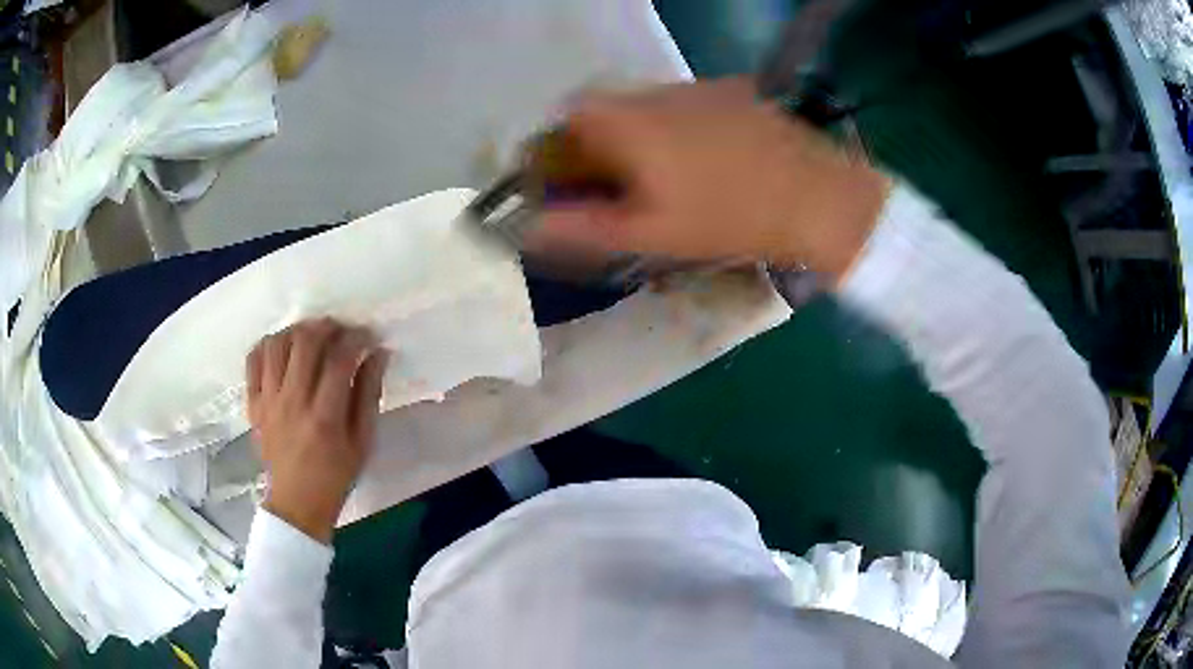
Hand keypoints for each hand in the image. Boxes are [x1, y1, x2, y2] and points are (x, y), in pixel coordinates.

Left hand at [246, 319, 387, 543]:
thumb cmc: (336, 475)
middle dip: (327, 327)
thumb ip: (369, 395)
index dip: (357, 339)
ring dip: (297, 331)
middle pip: (305, 342)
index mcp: (325, 417)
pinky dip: (268, 344)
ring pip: (277, 344)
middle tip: (340, 331)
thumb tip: (378, 354)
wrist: (297, 502)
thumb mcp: (363, 442)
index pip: (340, 359)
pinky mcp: (253, 404)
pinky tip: (283, 348)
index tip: (368, 337)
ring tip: (311, 336)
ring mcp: (268, 401)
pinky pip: (253, 360)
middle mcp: (293, 402)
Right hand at [535, 78, 890, 280]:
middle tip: (613, 188)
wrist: (817, 197)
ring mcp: (697, 87)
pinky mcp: (730, 91)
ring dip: (634, 135)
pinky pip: (681, 105)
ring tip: (660, 179)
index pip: (565, 117)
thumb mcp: (650, 233)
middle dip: (595, 145)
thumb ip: (582, 227)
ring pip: (643, 106)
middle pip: (603, 108)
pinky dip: (672, 128)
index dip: (555, 147)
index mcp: (628, 121)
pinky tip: (702, 162)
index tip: (564, 181)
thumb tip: (530, 227)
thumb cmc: (729, 219)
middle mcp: (655, 91)